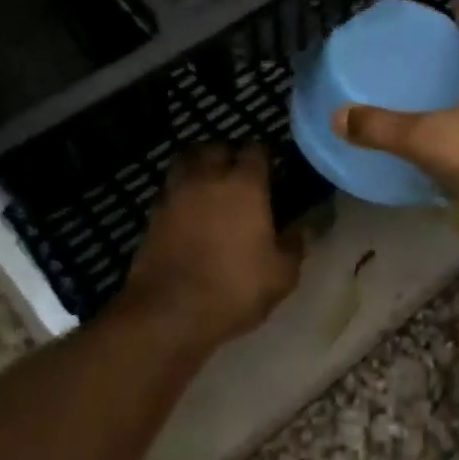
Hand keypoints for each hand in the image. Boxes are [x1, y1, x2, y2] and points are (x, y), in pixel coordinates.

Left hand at [120, 144, 302, 346]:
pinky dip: (182, 190)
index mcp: (245, 184)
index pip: (256, 149)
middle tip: (241, 175)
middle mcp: (208, 177)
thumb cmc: (234, 288)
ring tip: (212, 184)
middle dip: (230, 155)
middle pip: (217, 147)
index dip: (266, 157)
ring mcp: (176, 192)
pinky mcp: (153, 213)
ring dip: (201, 165)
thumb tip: (305, 226)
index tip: (274, 172)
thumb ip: (295, 244)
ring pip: (187, 160)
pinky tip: (191, 209)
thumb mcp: (281, 274)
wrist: (168, 312)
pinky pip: (171, 187)